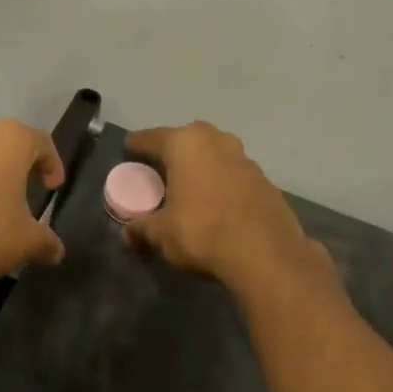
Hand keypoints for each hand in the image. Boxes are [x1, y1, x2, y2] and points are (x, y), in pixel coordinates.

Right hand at [123, 123, 330, 290]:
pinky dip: (220, 182)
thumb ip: (141, 229)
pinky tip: (214, 203)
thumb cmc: (202, 232)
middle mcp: (216, 140)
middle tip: (159, 170)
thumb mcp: (161, 234)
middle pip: (185, 139)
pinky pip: (232, 173)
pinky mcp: (264, 179)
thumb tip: (128, 236)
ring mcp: (244, 157)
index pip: (150, 138)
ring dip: (200, 165)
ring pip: (213, 154)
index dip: (135, 146)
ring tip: (188, 186)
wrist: (265, 254)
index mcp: (185, 144)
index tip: (127, 151)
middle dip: (171, 152)